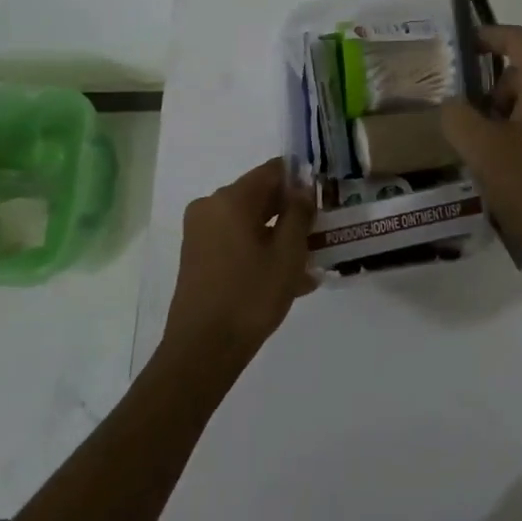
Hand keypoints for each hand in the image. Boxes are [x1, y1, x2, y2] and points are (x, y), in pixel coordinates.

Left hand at [164, 158, 316, 368]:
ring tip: (309, 262)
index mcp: (231, 199)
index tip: (323, 199)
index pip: (273, 170)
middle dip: (291, 211)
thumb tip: (303, 188)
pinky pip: (236, 240)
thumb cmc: (250, 296)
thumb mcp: (287, 253)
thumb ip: (299, 213)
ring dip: (278, 235)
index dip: (301, 180)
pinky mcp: (198, 256)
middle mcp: (210, 207)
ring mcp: (200, 233)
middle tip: (320, 232)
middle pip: (260, 195)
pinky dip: (260, 250)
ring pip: (250, 222)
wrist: (203, 350)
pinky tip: (288, 278)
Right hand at [439, 25, 521, 286]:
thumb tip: (454, 104)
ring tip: (488, 153)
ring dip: (507, 115)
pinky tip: (510, 164)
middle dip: (492, 92)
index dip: (489, 36)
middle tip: (469, 125)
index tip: (463, 45)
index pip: (519, 40)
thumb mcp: (482, 149)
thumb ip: (458, 116)